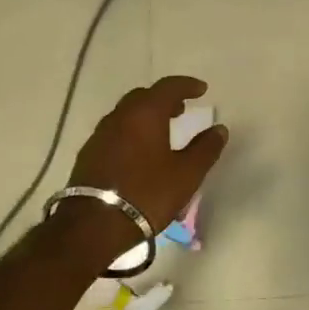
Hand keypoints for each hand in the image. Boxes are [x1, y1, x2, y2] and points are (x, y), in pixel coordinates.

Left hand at [69, 76, 228, 234]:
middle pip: (143, 97)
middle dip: (164, 99)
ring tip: (162, 131)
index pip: (168, 87)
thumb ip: (205, 149)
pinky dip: (131, 132)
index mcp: (145, 114)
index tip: (202, 89)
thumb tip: (219, 129)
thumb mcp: (186, 174)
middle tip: (181, 109)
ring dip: (146, 116)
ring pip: (126, 114)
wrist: (94, 224)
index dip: (187, 85)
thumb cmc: (147, 194)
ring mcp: (100, 134)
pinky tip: (139, 152)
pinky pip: (115, 132)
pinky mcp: (88, 154)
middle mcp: (119, 116)